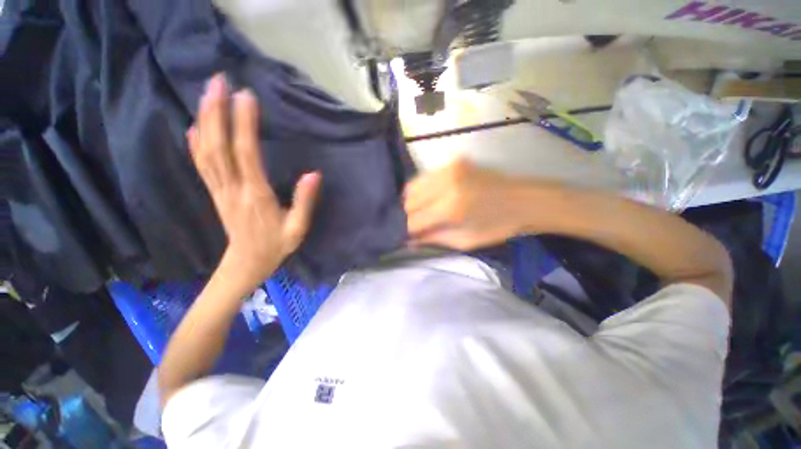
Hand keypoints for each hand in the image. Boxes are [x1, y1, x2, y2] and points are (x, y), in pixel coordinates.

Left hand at [187, 74, 320, 285]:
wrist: (247, 263)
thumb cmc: (276, 245)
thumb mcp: (299, 228)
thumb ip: (305, 201)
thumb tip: (313, 174)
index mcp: (256, 196)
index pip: (247, 154)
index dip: (245, 124)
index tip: (246, 96)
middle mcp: (233, 189)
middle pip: (218, 146)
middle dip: (217, 111)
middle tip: (218, 81)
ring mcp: (219, 190)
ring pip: (206, 151)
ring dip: (205, 120)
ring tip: (207, 93)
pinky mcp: (215, 193)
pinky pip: (201, 165)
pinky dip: (195, 143)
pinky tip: (194, 126)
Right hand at [404, 158, 539, 249]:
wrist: (525, 199)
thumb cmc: (498, 226)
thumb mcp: (465, 241)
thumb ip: (433, 238)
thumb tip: (408, 240)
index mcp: (451, 208)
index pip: (413, 220)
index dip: (407, 230)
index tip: (408, 236)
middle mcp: (445, 183)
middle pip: (409, 201)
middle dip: (408, 216)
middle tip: (416, 224)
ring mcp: (449, 169)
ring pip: (413, 187)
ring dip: (413, 202)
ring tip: (422, 211)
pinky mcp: (453, 162)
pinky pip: (425, 177)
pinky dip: (422, 190)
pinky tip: (430, 198)